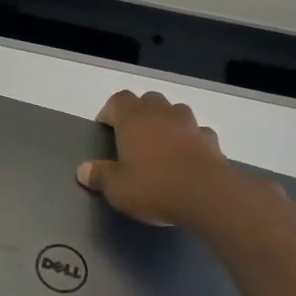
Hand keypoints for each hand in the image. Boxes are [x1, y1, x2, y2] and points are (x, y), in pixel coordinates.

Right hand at [76, 89, 239, 227]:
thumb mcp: (117, 188)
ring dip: (166, 121)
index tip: (106, 128)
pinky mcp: (211, 141)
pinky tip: (186, 157)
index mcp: (133, 120)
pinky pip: (197, 132)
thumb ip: (99, 176)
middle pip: (148, 99)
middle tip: (132, 136)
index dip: (110, 111)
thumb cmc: (154, 187)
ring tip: (160, 144)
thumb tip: (83, 170)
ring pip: (175, 111)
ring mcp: (190, 125)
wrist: (208, 196)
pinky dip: (190, 139)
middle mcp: (161, 114)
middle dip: (139, 112)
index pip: (118, 99)